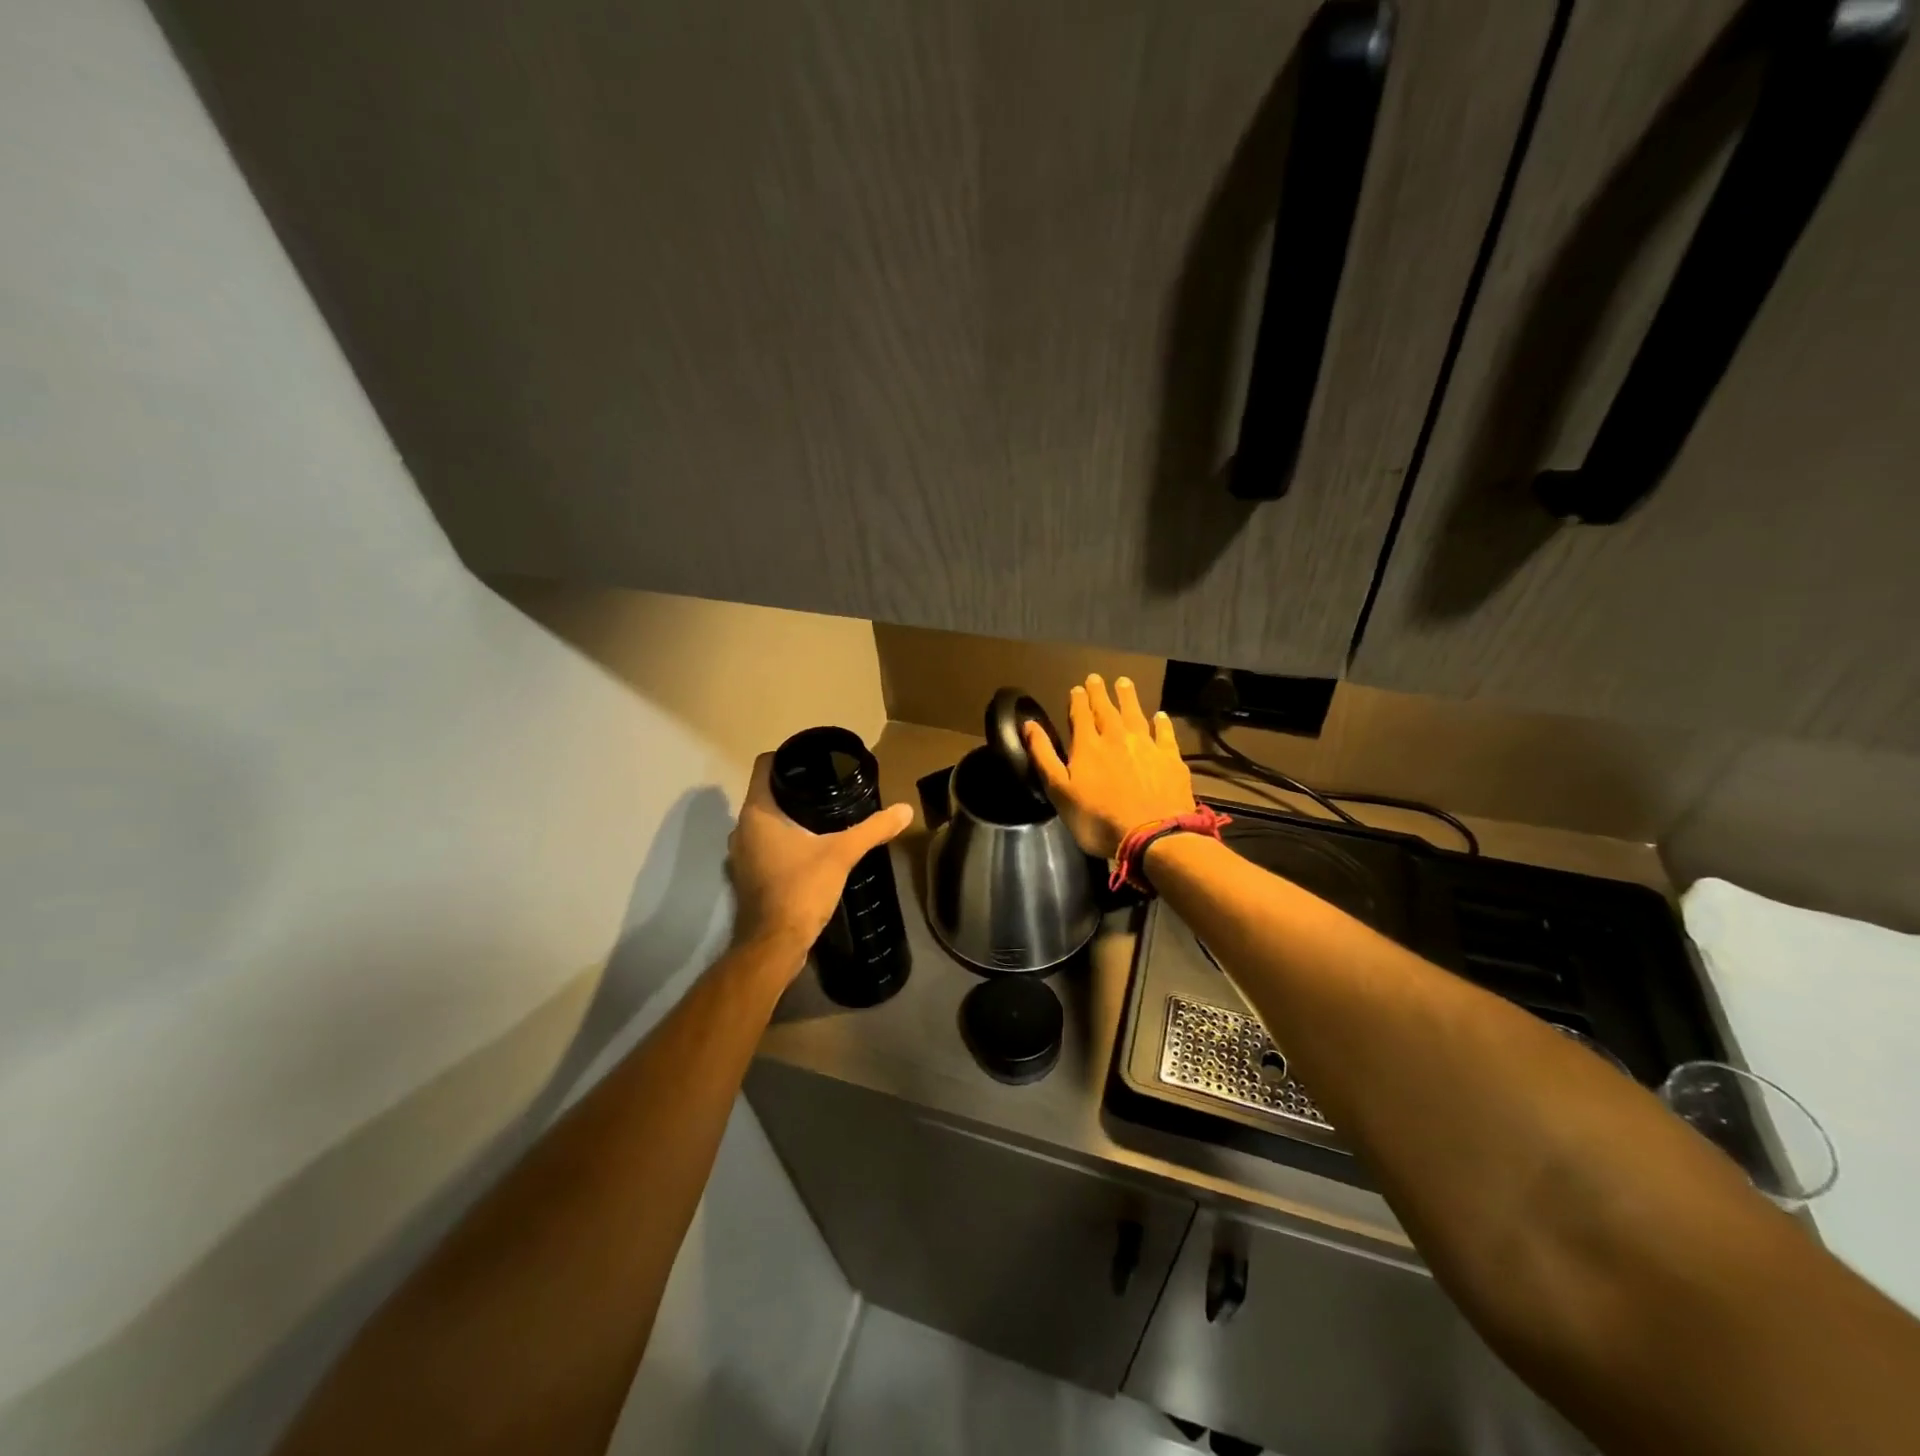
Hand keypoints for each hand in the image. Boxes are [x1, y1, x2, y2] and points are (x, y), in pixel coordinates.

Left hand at [727, 751, 914, 966]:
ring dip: (787, 817)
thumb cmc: (802, 888)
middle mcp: (741, 828)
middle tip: (828, 787)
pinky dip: (783, 841)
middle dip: (794, 789)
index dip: (788, 757)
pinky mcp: (747, 876)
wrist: (775, 944)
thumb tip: (905, 809)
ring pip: (764, 822)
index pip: (765, 766)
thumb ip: (873, 829)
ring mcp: (740, 854)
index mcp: (757, 812)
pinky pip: (764, 845)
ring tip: (822, 816)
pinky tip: (809, 848)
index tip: (815, 761)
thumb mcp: (842, 854)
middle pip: (766, 793)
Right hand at [1025, 675, 1195, 858]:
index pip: (1081, 715)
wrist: (1152, 835)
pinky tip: (1160, 716)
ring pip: (1135, 715)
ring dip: (1128, 698)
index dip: (1078, 700)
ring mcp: (1147, 746)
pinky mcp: (1170, 759)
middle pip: (1107, 710)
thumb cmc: (1098, 819)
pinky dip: (1161, 723)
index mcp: (1088, 746)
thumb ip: (1044, 756)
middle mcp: (1117, 738)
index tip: (1077, 688)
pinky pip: (1165, 734)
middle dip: (1100, 693)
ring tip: (1124, 683)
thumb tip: (1029, 725)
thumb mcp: (1060, 791)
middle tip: (1097, 678)